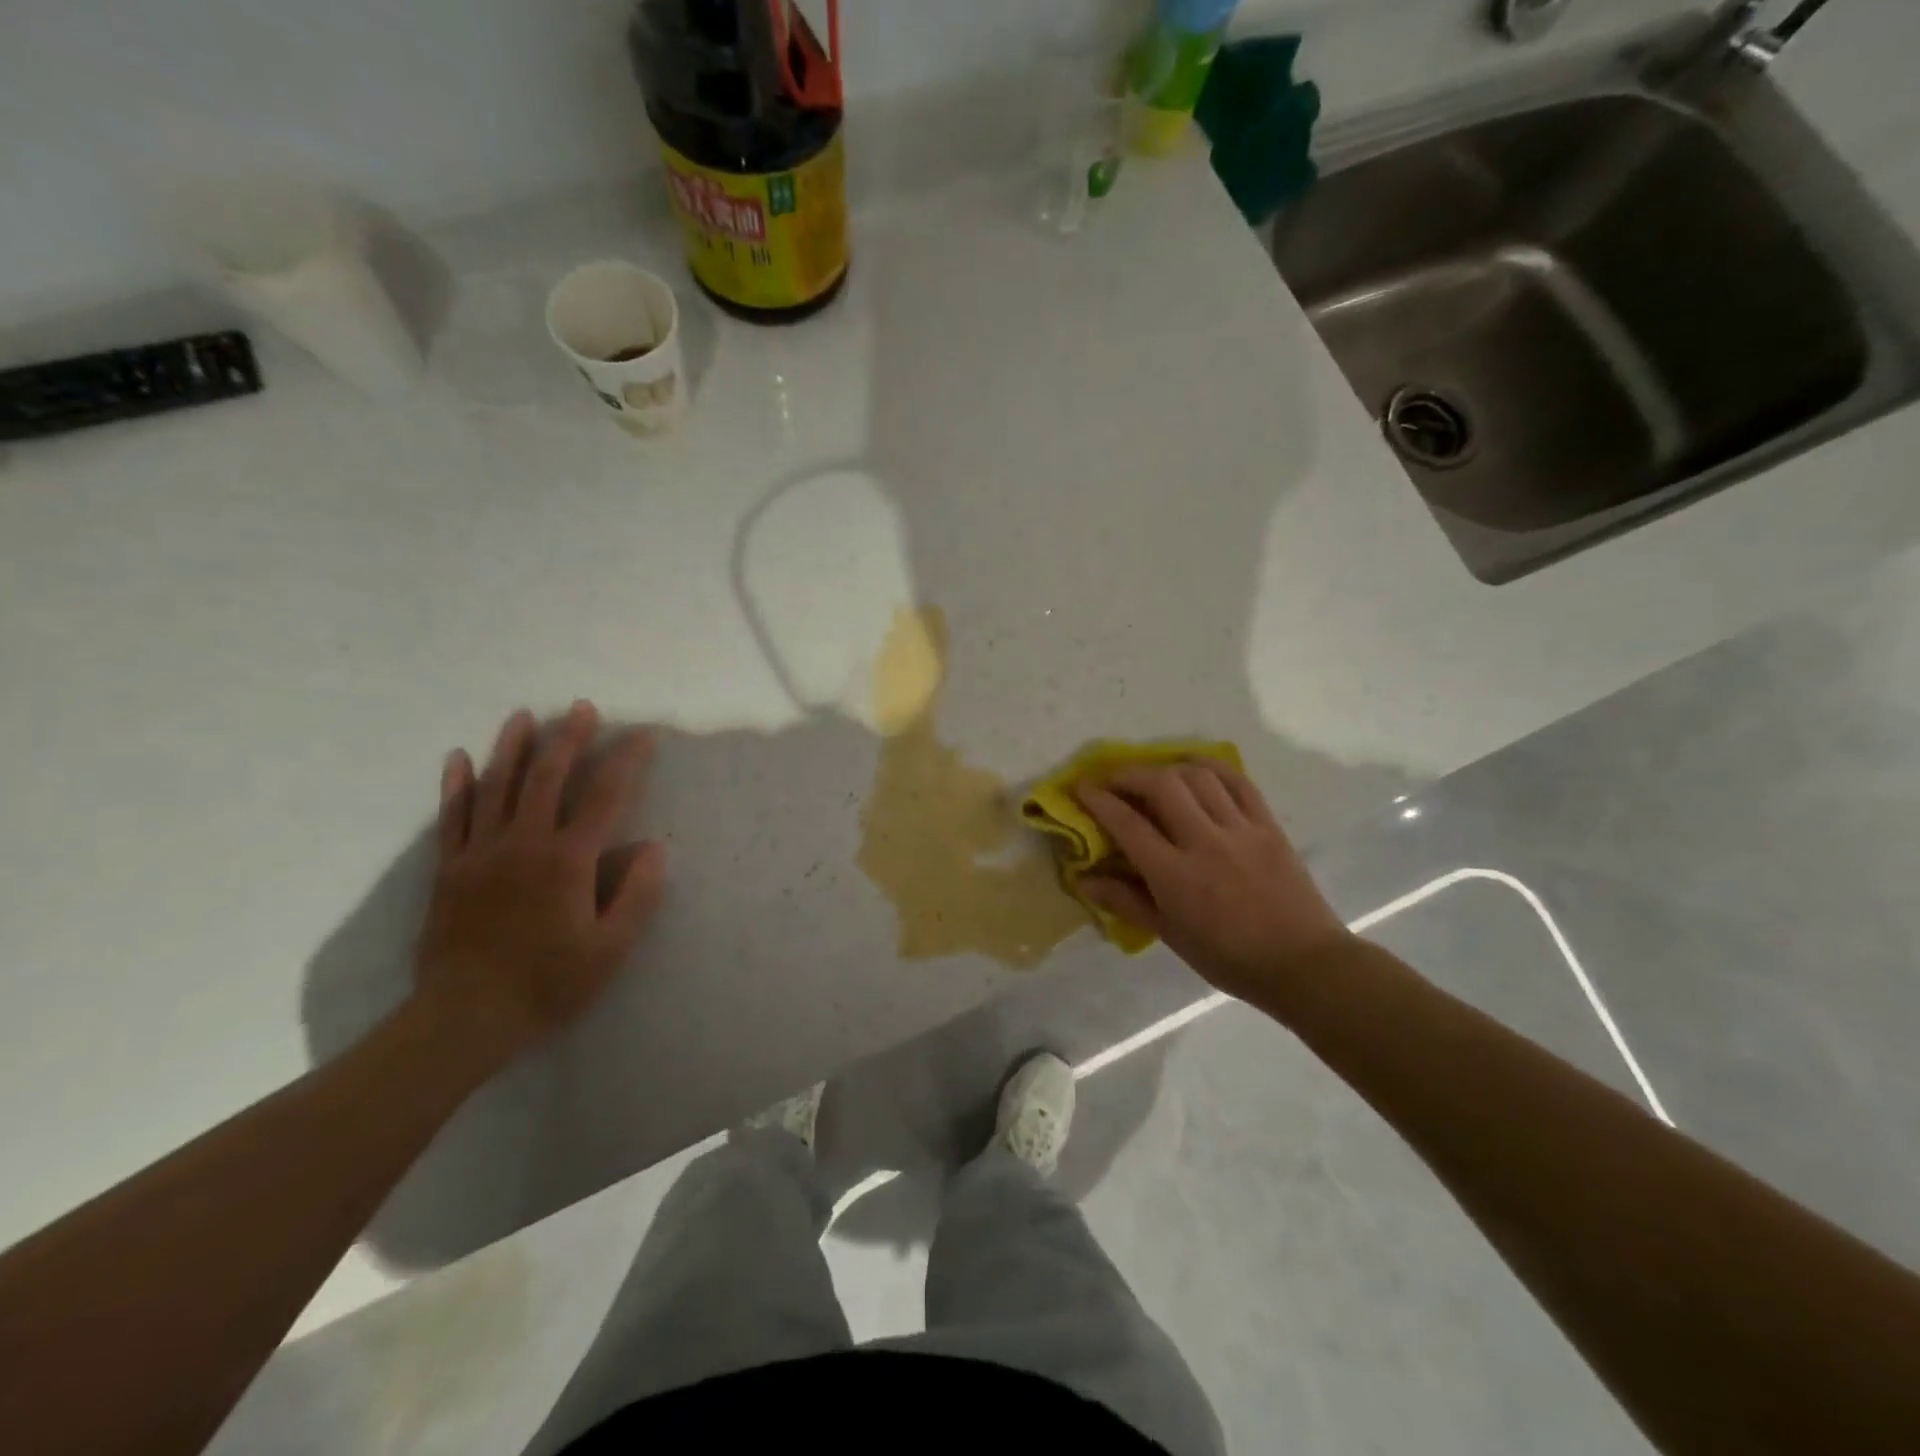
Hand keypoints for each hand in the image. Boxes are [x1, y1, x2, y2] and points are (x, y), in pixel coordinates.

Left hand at [413, 701, 665, 1064]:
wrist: (463, 1018)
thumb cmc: (547, 984)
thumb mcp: (610, 949)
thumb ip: (637, 895)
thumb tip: (654, 848)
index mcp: (568, 861)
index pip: (605, 798)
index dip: (627, 762)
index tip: (644, 735)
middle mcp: (523, 844)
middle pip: (547, 778)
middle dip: (568, 739)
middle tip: (582, 709)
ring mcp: (480, 853)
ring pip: (496, 787)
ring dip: (512, 748)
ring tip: (524, 716)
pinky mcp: (450, 869)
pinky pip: (452, 816)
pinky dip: (457, 784)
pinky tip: (460, 758)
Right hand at [1077, 762, 1349, 999]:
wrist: (1302, 964)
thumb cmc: (1228, 957)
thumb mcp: (1170, 935)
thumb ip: (1126, 901)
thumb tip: (1083, 879)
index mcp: (1176, 875)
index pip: (1128, 824)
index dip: (1099, 800)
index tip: (1081, 788)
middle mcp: (1205, 842)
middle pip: (1162, 785)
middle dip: (1130, 774)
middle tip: (1114, 779)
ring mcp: (1240, 829)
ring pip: (1198, 776)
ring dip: (1168, 768)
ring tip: (1154, 776)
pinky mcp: (1268, 825)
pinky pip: (1238, 782)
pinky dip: (1212, 768)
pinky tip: (1197, 770)